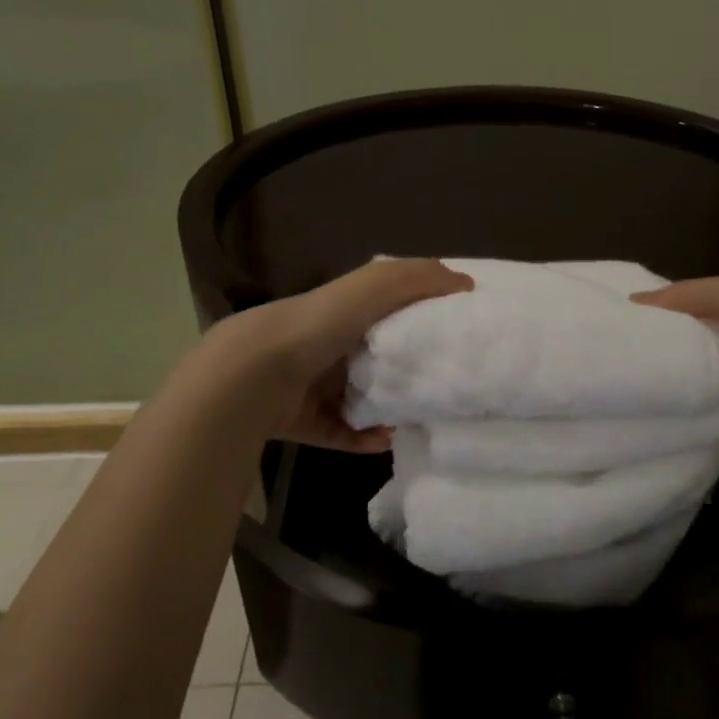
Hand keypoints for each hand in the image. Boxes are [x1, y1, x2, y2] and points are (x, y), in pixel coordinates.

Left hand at [202, 258, 472, 451]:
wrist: (253, 376)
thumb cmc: (318, 325)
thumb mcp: (372, 288)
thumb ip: (416, 279)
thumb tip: (464, 282)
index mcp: (341, 311)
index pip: (384, 309)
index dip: (416, 316)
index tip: (451, 332)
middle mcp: (326, 344)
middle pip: (373, 356)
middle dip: (405, 369)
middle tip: (440, 382)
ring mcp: (312, 385)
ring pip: (359, 397)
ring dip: (387, 408)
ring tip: (417, 416)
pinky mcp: (303, 422)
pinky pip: (341, 432)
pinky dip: (363, 438)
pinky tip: (385, 440)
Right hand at [634, 275, 718, 478]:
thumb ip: (688, 296)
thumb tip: (631, 304)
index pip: (691, 343)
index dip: (663, 345)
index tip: (625, 352)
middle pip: (698, 389)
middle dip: (675, 394)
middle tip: (640, 398)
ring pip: (716, 430)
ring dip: (703, 429)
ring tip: (679, 425)